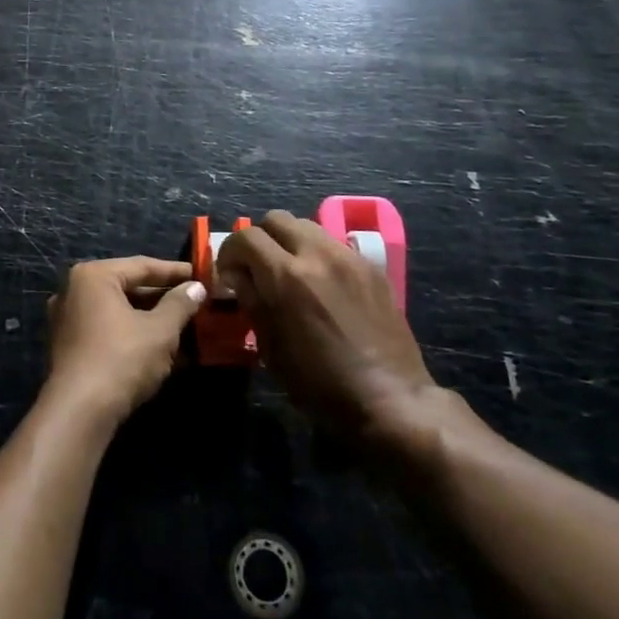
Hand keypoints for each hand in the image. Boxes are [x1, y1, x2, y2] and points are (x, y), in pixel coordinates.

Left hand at [45, 257, 205, 425]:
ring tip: (185, 326)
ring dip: (152, 319)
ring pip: (120, 311)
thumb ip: (180, 304)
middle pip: (128, 287)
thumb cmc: (122, 359)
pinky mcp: (70, 346)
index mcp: (94, 275)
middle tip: (196, 302)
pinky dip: (134, 335)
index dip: (176, 271)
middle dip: (164, 298)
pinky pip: (109, 330)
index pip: (142, 266)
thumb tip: (196, 287)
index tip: (202, 275)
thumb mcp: (160, 330)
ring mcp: (69, 319)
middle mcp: (75, 290)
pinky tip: (162, 349)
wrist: (80, 412)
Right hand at [217, 211, 441, 445]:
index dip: (230, 251)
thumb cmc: (319, 383)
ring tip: (291, 272)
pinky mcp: (372, 267)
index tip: (229, 273)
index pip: (246, 236)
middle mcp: (317, 254)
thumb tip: (237, 275)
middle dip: (260, 238)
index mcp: (286, 276)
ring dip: (291, 242)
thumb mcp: (270, 347)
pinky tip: (323, 286)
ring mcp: (349, 257)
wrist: (389, 399)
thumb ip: (251, 300)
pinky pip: (336, 246)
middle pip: (277, 219)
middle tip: (258, 267)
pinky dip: (319, 256)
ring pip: (308, 226)